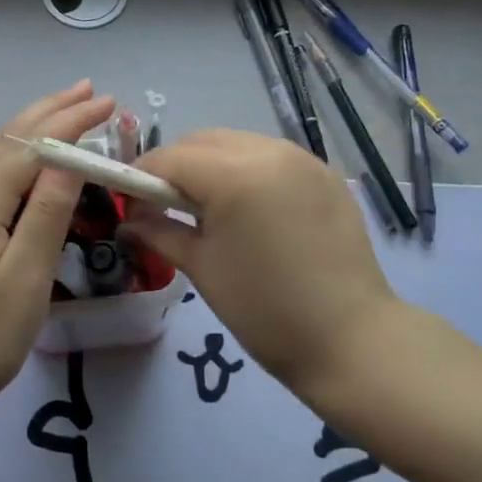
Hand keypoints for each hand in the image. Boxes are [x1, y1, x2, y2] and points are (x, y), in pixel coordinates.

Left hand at [0, 82, 116, 439]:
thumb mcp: (26, 276)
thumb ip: (48, 212)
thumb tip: (69, 156)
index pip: (32, 147)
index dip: (71, 121)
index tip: (108, 101)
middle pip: (9, 141)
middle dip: (49, 111)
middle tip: (87, 90)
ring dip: (33, 131)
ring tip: (65, 113)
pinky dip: (21, 159)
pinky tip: (32, 168)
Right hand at [125, 129, 407, 394]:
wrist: (351, 340)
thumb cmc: (264, 310)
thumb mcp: (202, 268)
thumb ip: (159, 232)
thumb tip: (130, 220)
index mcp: (234, 175)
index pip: (171, 158)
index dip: (142, 175)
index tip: (130, 201)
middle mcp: (269, 152)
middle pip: (203, 142)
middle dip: (176, 166)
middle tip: (164, 205)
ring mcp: (302, 159)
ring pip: (238, 144)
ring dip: (212, 164)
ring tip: (207, 207)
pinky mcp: (325, 174)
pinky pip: (271, 157)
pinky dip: (247, 170)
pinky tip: (248, 208)